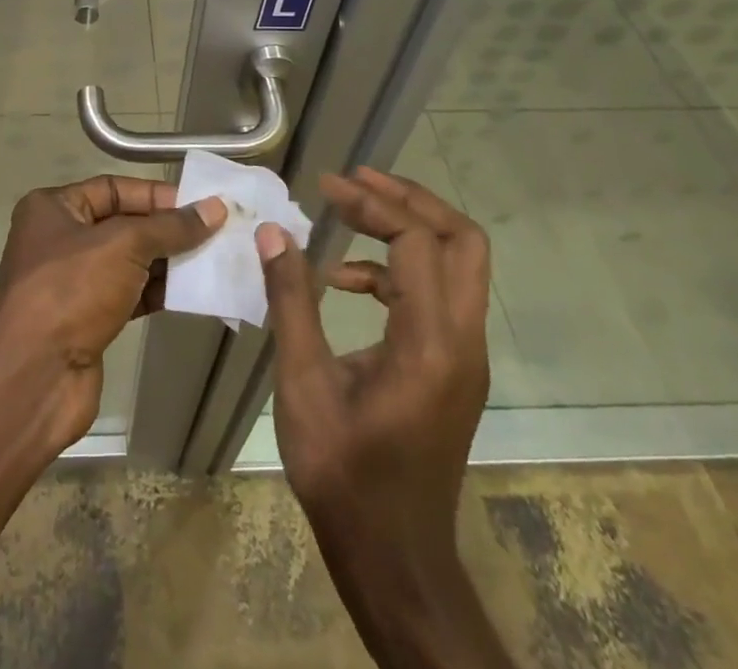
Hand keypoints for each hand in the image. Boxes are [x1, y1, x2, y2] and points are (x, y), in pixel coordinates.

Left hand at [0, 177, 225, 447]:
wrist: (33, 378)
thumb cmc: (71, 291)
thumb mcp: (123, 246)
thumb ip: (170, 227)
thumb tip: (214, 209)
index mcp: (53, 208)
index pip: (113, 188)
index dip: (155, 195)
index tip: (199, 205)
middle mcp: (59, 239)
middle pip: (123, 224)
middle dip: (166, 229)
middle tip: (214, 233)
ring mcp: (73, 282)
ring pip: (129, 262)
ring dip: (167, 262)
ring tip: (212, 261)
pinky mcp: (87, 320)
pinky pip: (130, 294)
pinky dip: (158, 292)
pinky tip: (193, 293)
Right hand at [258, 167, 491, 575]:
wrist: (394, 557)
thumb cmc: (344, 474)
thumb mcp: (304, 385)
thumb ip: (291, 302)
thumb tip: (273, 234)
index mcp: (431, 343)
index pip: (417, 241)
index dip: (372, 203)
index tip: (326, 186)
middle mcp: (462, 340)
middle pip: (462, 240)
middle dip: (411, 199)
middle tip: (359, 181)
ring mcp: (464, 355)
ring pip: (458, 263)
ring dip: (408, 228)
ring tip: (349, 212)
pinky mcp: (453, 366)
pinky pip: (438, 293)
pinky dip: (398, 269)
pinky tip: (345, 280)